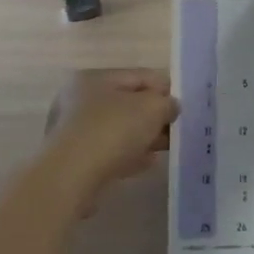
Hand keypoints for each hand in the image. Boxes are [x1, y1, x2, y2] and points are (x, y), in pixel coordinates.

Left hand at [43, 68, 178, 207]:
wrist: (71, 177)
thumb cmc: (112, 131)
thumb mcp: (152, 108)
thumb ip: (167, 104)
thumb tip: (169, 107)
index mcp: (94, 78)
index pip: (138, 76)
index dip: (164, 88)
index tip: (183, 106)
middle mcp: (78, 100)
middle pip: (126, 104)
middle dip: (152, 116)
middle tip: (175, 129)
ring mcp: (73, 131)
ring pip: (118, 130)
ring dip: (142, 137)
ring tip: (165, 148)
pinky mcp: (73, 161)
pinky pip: (108, 152)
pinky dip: (128, 155)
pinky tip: (146, 163)